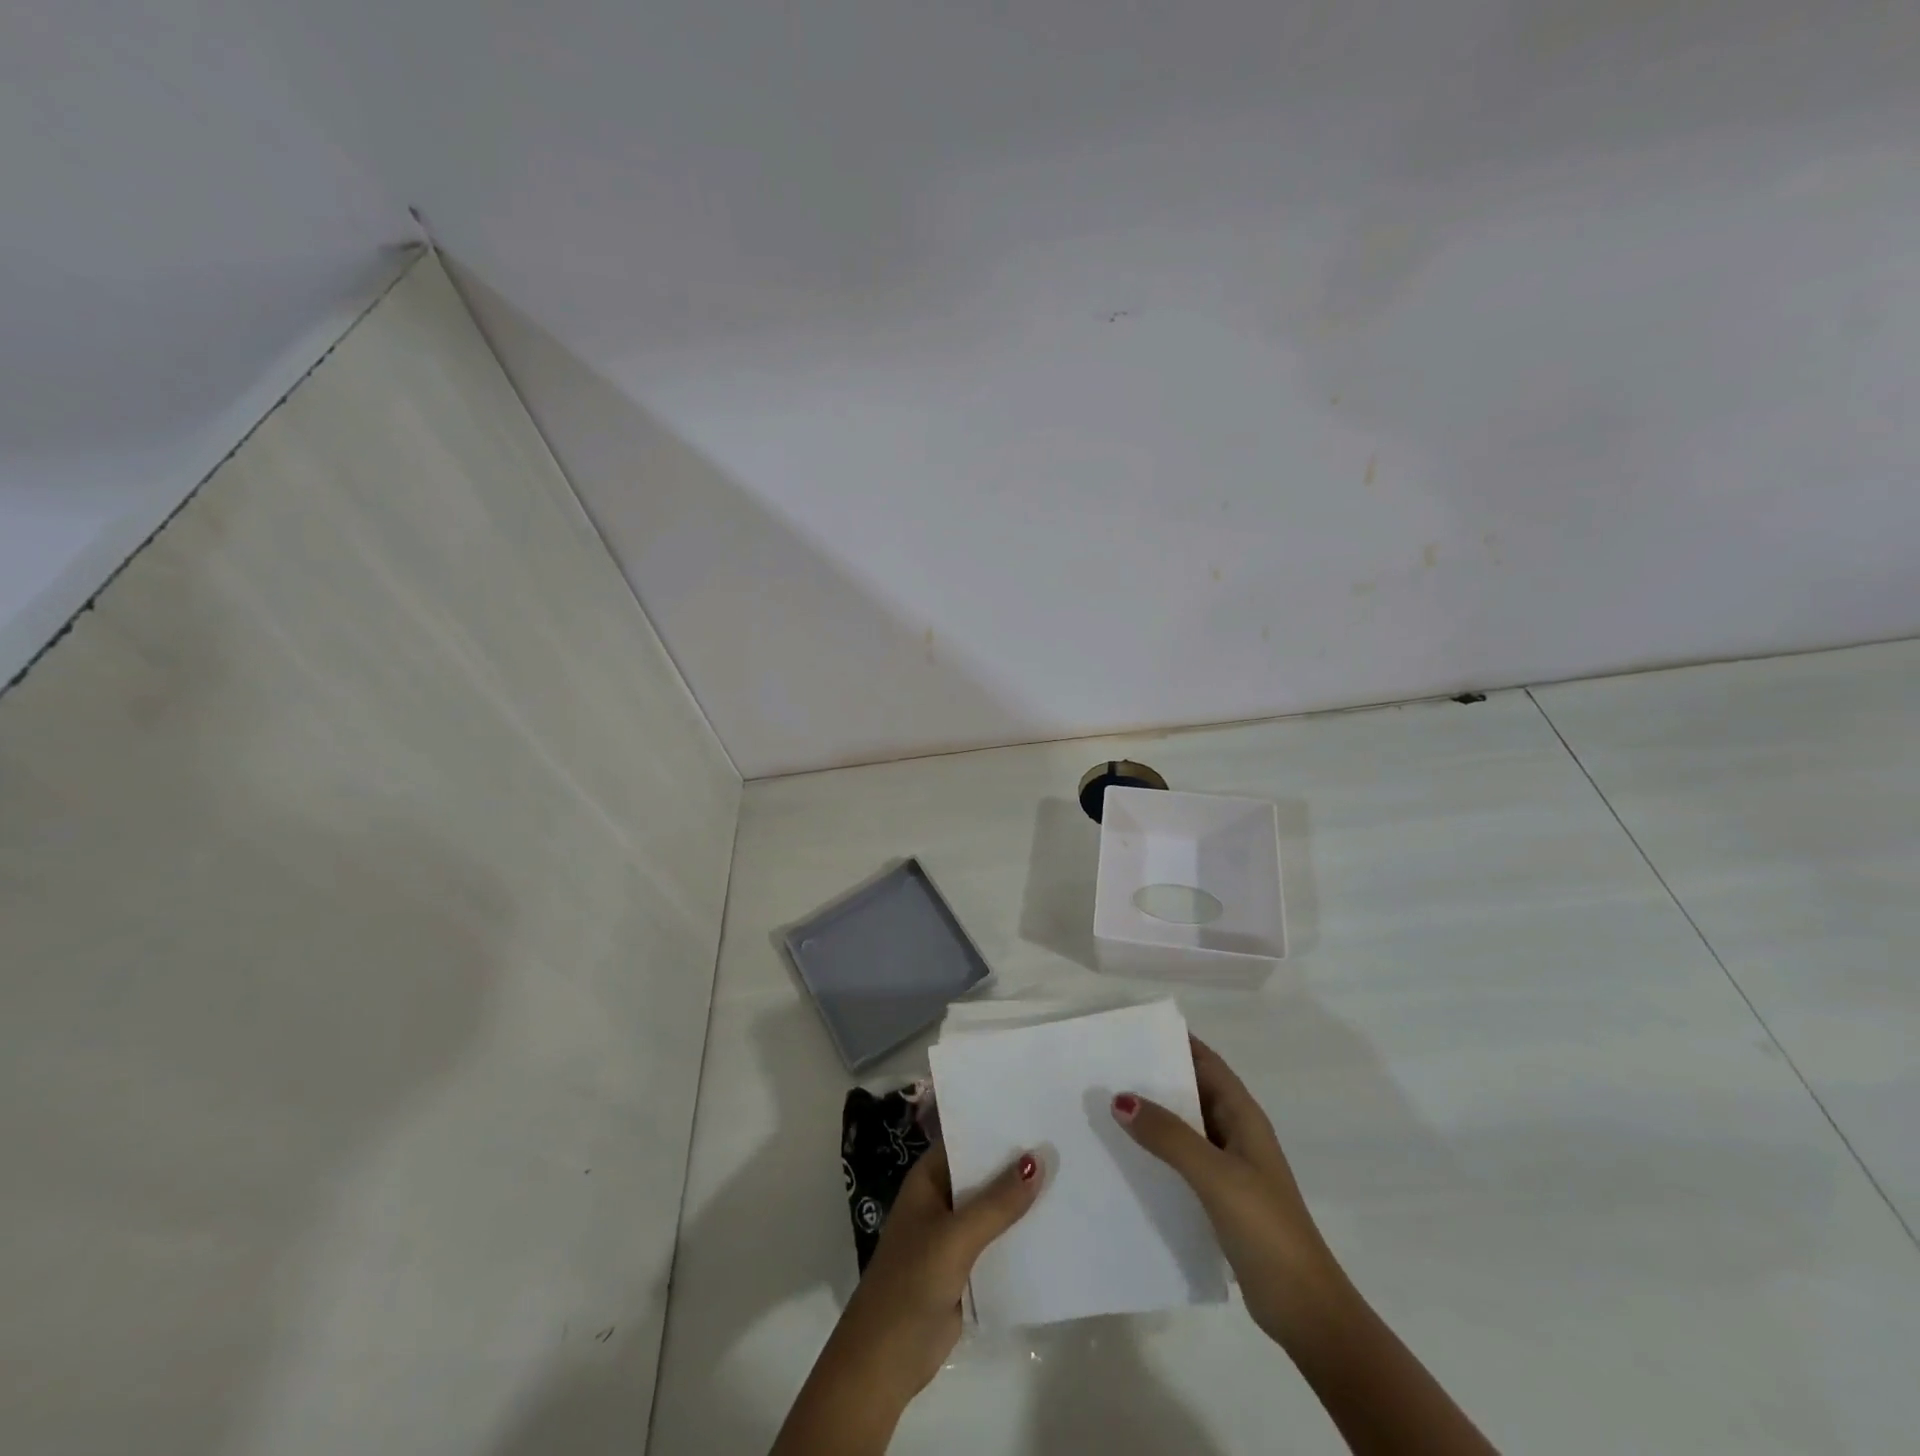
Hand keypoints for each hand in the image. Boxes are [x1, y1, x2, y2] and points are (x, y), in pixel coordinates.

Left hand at [772, 1140, 1041, 1455]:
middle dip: (1017, 1163)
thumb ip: (997, 1202)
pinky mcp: (967, 1267)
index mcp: (929, 1178)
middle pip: (983, 1173)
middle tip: (1064, 1140)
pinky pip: (999, 1241)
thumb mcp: (956, 1237)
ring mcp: (954, 1234)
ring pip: (994, 1208)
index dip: (997, 1126)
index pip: (966, 1139)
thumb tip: (1038, 1158)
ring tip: (1070, 1175)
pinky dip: (1020, 1235)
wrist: (887, 1360)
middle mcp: (942, 1198)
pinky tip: (1055, 1226)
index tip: (1037, 1111)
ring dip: (1022, 1200)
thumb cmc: (912, 1282)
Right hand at [1111, 1035, 1346, 1349]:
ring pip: (1185, 1126)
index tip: (1133, 1028)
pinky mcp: (1220, 1198)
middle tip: (1107, 1065)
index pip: (1207, 1062)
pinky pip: (1182, 1160)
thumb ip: (1169, 1136)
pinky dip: (1157, 1150)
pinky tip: (1126, 1156)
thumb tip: (1120, 1097)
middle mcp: (1236, 1134)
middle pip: (1193, 1091)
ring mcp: (1229, 1168)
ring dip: (1153, 1114)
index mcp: (1244, 1117)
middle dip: (1156, 1076)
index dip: (1176, 1041)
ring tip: (1106, 1104)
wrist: (1305, 1310)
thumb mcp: (1215, 1175)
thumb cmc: (1266, 1229)